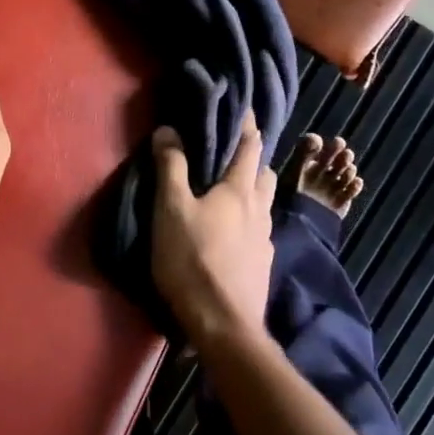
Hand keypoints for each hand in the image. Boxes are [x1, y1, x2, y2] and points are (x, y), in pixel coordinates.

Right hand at [150, 113, 276, 352]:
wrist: (224, 325)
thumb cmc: (193, 259)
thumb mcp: (171, 209)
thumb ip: (171, 167)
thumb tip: (168, 129)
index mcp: (239, 190)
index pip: (250, 146)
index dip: (247, 125)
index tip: (242, 109)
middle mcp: (260, 210)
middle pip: (264, 174)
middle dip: (253, 159)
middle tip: (232, 153)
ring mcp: (265, 240)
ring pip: (264, 204)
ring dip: (253, 192)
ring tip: (230, 193)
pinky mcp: (262, 266)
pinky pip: (258, 232)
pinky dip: (248, 222)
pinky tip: (231, 234)